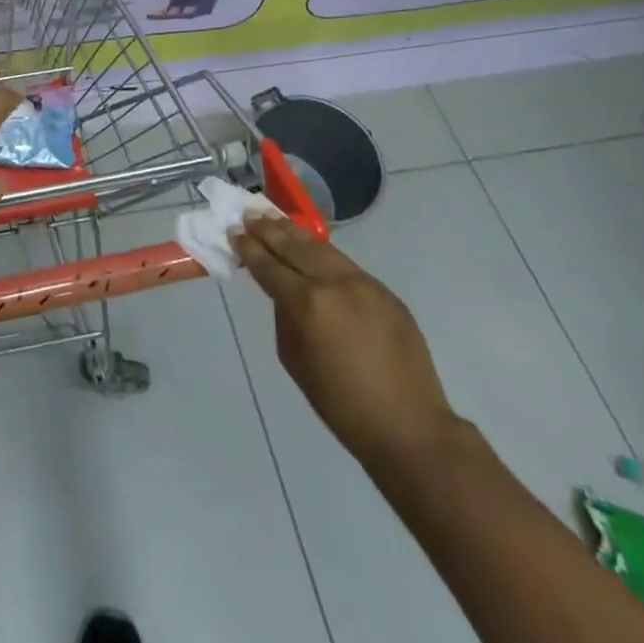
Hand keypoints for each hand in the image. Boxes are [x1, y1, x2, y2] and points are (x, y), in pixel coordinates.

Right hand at [234, 215, 457, 470]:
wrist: (409, 427)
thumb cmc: (341, 405)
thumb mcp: (295, 361)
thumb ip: (284, 317)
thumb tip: (283, 293)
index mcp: (308, 304)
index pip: (270, 267)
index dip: (250, 249)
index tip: (234, 233)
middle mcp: (335, 283)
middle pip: (295, 247)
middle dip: (269, 231)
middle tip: (248, 215)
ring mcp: (364, 283)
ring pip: (322, 248)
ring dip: (295, 232)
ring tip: (274, 217)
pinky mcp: (385, 291)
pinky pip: (346, 264)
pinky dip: (323, 252)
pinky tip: (311, 246)